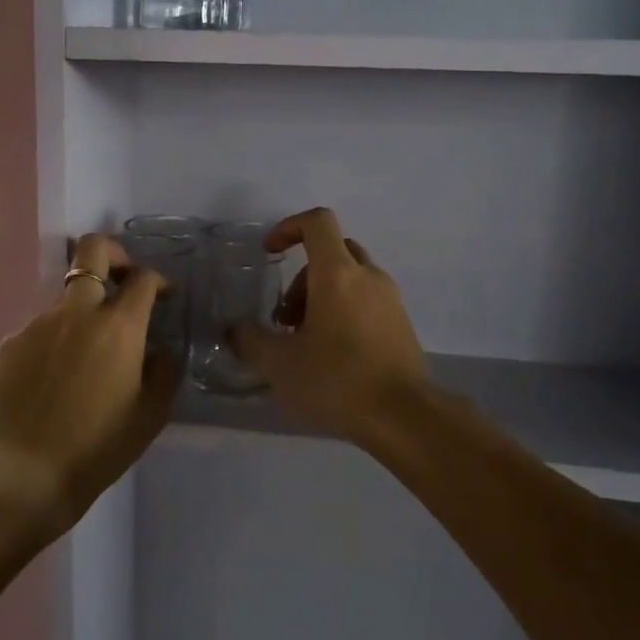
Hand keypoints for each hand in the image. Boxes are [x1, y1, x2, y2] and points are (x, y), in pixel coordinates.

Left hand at [0, 234, 180, 520]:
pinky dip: (56, 340)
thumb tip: (156, 349)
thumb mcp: (151, 413)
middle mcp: (77, 312)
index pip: (142, 278)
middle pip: (92, 250)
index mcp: (118, 327)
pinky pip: (42, 328)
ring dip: (84, 310)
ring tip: (86, 354)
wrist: (27, 474)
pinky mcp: (12, 343)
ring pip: (67, 297)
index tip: (163, 295)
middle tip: (122, 279)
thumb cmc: (99, 447)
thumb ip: (162, 369)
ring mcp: (39, 324)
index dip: (158, 279)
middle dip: (113, 254)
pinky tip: (56, 377)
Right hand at [232, 208, 430, 445]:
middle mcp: (368, 276)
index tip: (270, 253)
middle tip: (285, 319)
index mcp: (338, 273)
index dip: (288, 227)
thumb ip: (250, 342)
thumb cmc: (337, 380)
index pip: (317, 222)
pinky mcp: (401, 324)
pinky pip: (367, 301)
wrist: (404, 417)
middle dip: (301, 277)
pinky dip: (344, 312)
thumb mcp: (280, 365)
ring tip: (305, 342)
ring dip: (321, 297)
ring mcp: (390, 300)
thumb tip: (235, 331)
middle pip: (332, 252)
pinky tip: (332, 355)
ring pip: (350, 278)